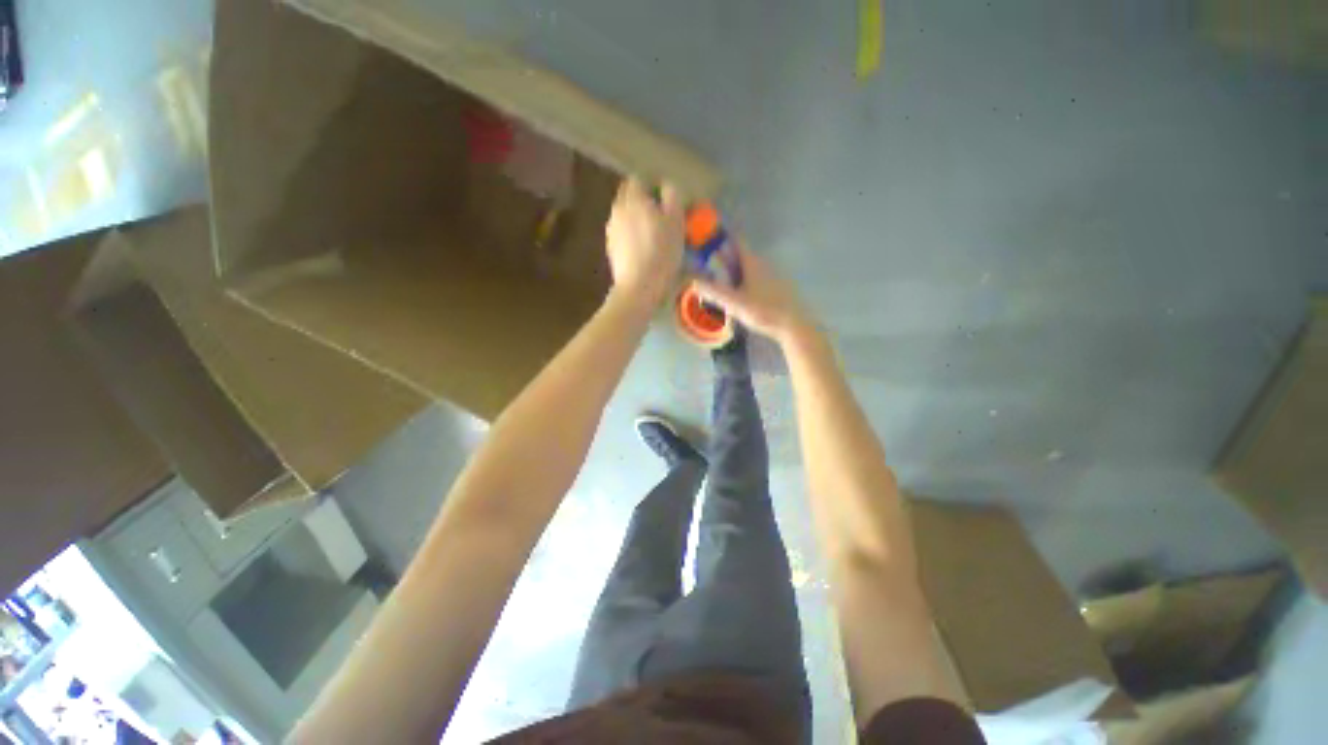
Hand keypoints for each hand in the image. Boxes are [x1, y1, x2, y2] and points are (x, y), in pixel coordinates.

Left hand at [605, 178, 684, 306]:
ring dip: (637, 220)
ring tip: (653, 236)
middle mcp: (617, 210)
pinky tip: (643, 251)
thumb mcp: (676, 221)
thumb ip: (671, 197)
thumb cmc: (661, 252)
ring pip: (625, 216)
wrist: (639, 286)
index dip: (652, 187)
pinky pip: (623, 234)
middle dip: (643, 202)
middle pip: (629, 198)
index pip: (638, 180)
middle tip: (661, 217)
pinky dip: (632, 237)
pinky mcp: (611, 249)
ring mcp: (611, 230)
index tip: (665, 200)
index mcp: (633, 198)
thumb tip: (666, 185)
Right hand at [694, 243, 816, 345]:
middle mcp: (763, 263)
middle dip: (725, 258)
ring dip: (736, 271)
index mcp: (752, 263)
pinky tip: (742, 296)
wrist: (793, 325)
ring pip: (750, 267)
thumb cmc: (763, 311)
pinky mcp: (778, 286)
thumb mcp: (735, 304)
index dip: (722, 237)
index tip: (708, 239)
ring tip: (723, 284)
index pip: (736, 241)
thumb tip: (694, 282)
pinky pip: (757, 277)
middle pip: (741, 255)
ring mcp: (773, 274)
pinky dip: (746, 281)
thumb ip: (714, 292)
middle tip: (710, 268)